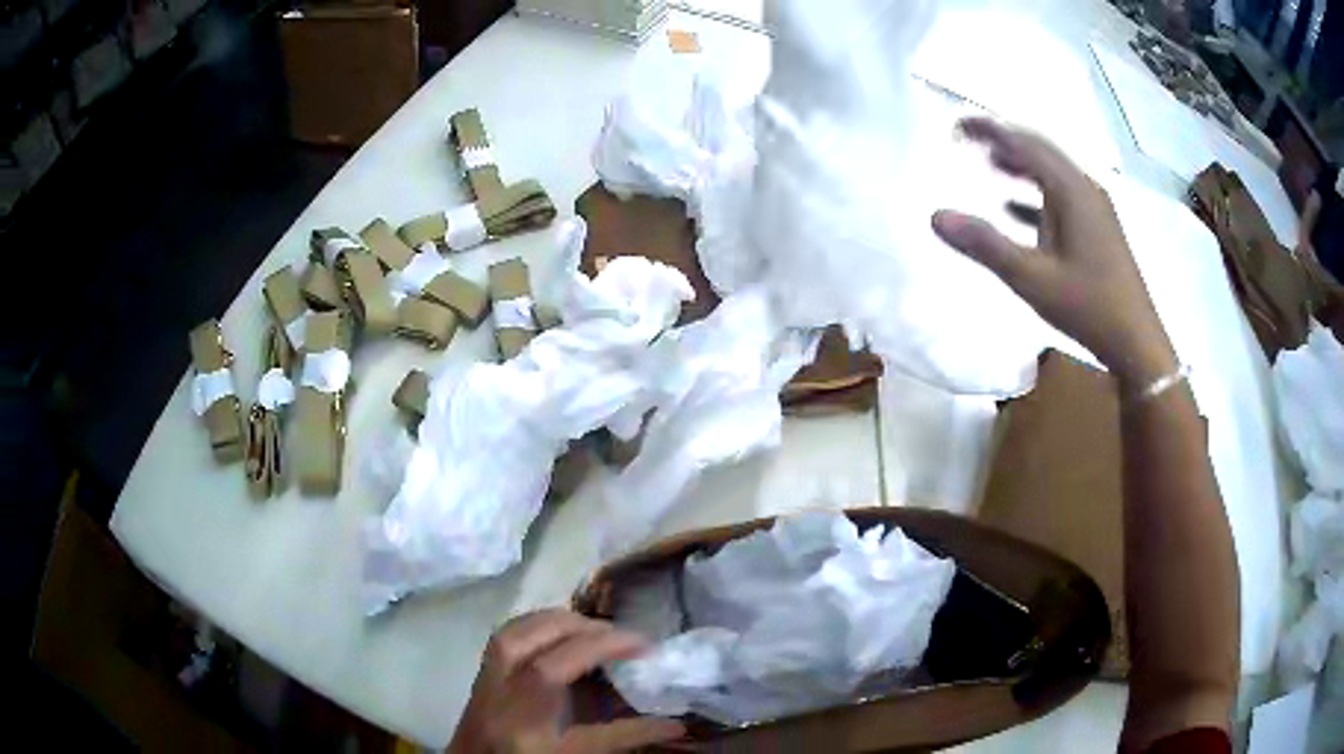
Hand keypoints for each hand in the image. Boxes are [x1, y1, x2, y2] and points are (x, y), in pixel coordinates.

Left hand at [449, 609, 684, 753]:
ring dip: (556, 621)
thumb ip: (623, 739)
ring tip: (593, 629)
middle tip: (622, 637)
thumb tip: (677, 725)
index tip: (644, 644)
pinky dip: (534, 624)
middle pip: (529, 643)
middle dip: (580, 629)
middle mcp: (497, 694)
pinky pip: (503, 636)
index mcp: (522, 722)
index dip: (600, 651)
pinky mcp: (480, 675)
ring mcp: (483, 682)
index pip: (556, 673)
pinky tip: (558, 632)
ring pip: (511, 633)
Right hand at [932, 118, 1176, 388]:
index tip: (956, 125)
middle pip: (1040, 151)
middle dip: (1003, 141)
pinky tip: (1014, 207)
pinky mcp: (1098, 229)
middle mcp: (1084, 189)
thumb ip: (985, 245)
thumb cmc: (1088, 306)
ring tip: (988, 164)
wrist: (1136, 342)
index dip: (989, 130)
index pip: (1024, 144)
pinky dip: (1034, 195)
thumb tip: (935, 216)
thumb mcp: (1032, 278)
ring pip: (1051, 174)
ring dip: (1019, 165)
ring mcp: (1095, 209)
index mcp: (1071, 191)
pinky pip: (1061, 198)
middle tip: (968, 140)